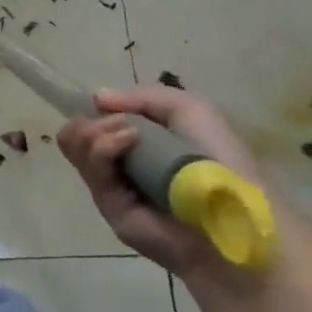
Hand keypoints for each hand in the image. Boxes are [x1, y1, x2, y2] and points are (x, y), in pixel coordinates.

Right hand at [57, 85, 266, 276]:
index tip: (111, 106)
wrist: (238, 216)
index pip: (97, 120)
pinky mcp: (108, 205)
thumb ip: (143, 96)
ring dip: (95, 130)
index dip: (98, 110)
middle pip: (77, 132)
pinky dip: (104, 145)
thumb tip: (96, 98)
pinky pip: (90, 168)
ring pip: (73, 145)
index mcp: (140, 143)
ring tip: (128, 133)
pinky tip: (129, 139)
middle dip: (91, 119)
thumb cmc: (222, 159)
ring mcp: (112, 185)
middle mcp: (121, 163)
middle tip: (123, 124)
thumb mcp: (190, 109)